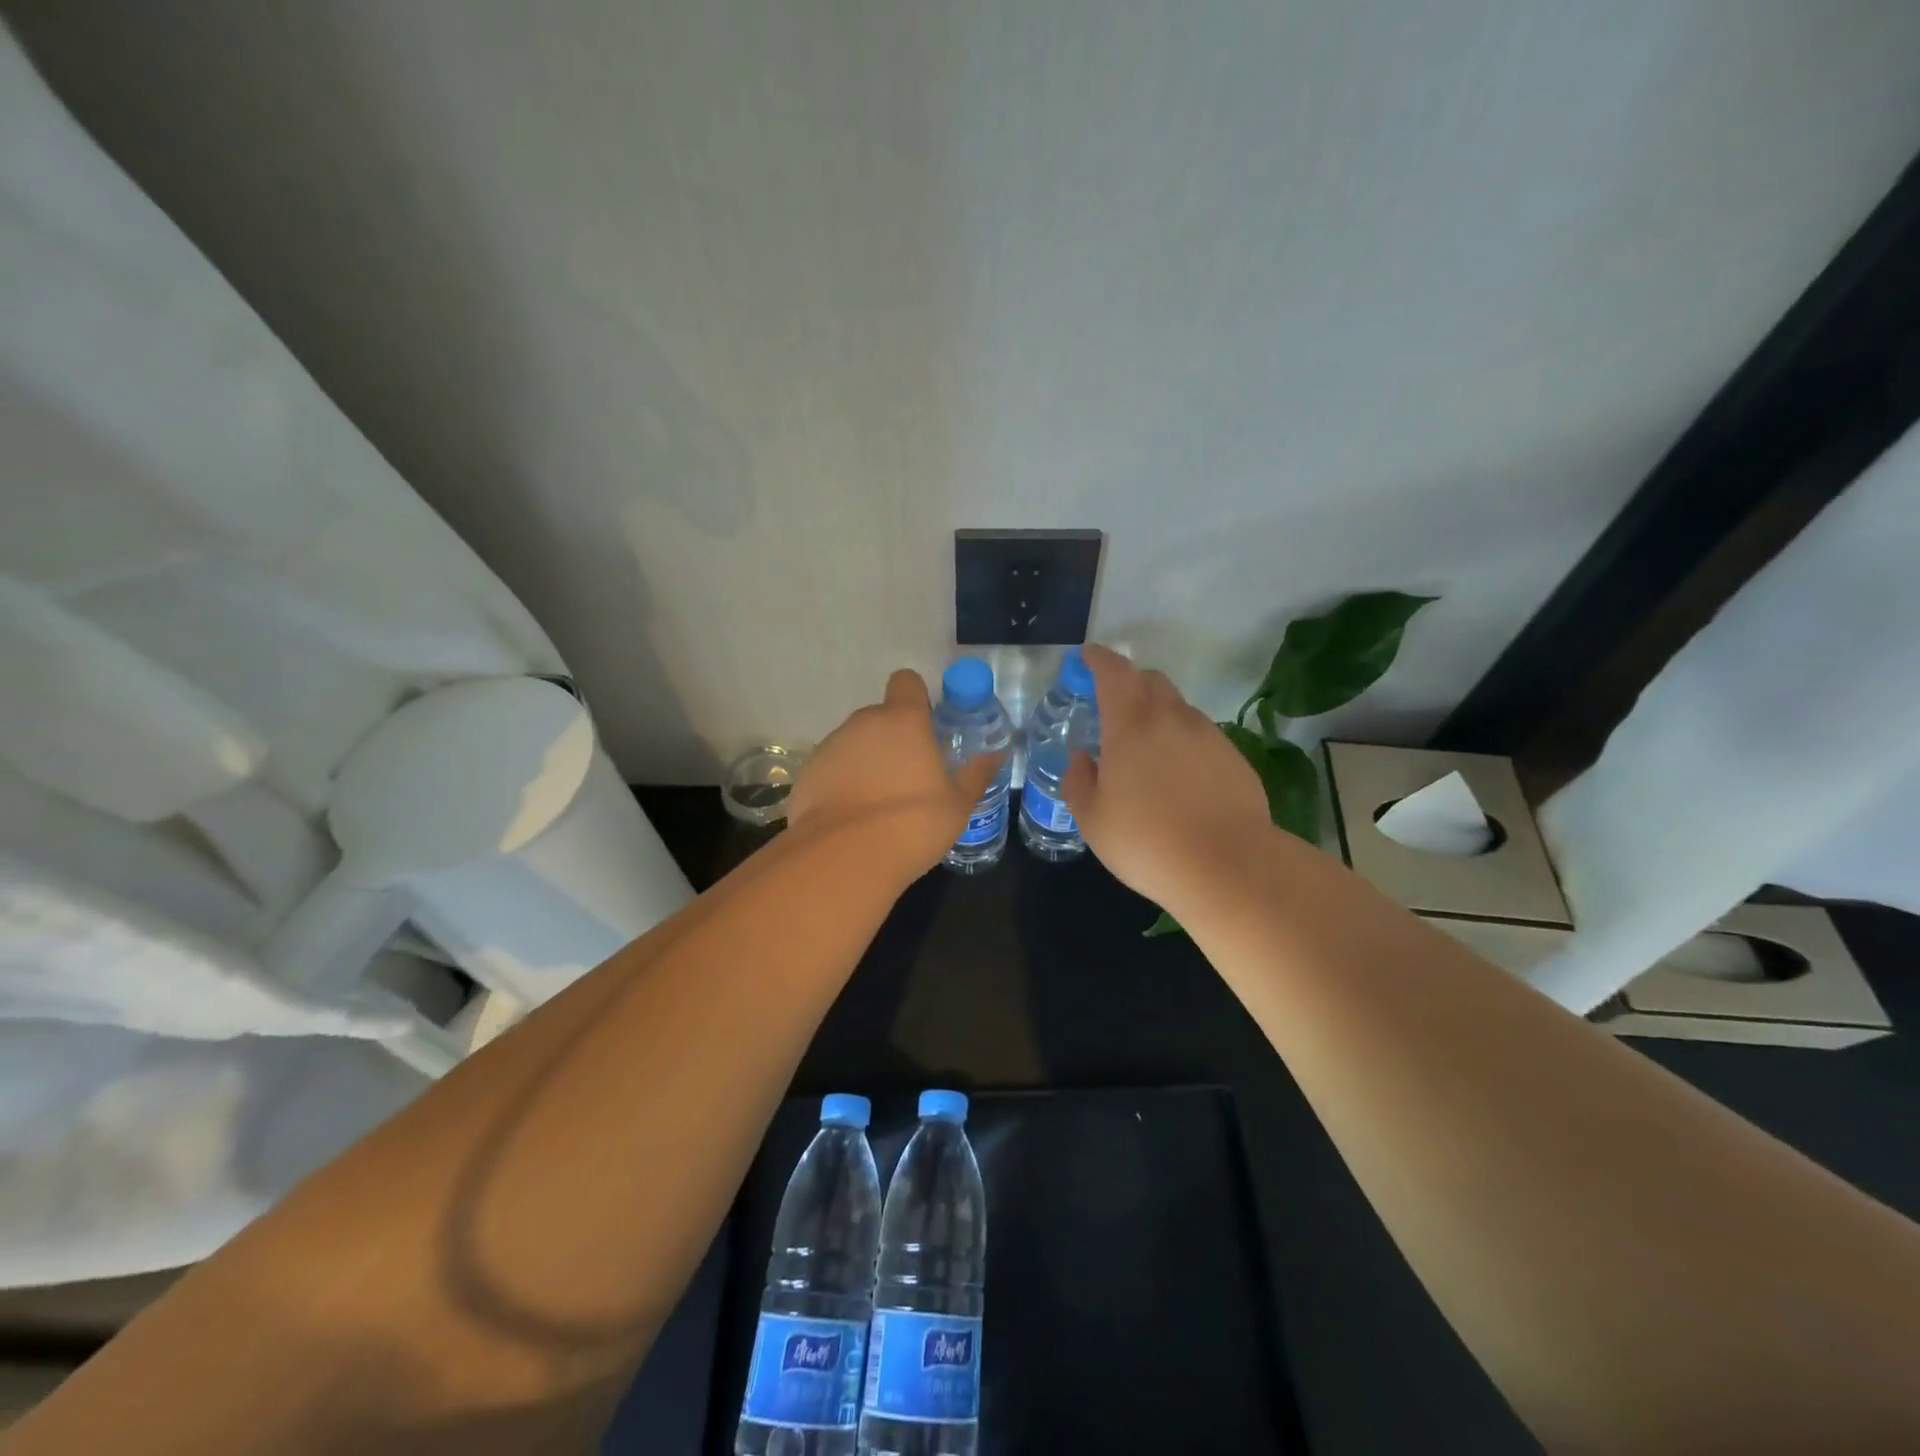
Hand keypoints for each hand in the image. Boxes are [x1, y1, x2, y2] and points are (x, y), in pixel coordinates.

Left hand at [789, 669, 1000, 874]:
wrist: (846, 857)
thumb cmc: (914, 823)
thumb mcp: (958, 804)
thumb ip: (975, 775)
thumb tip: (995, 756)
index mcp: (903, 721)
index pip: (906, 682)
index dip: (916, 698)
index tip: (926, 725)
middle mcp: (863, 723)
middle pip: (880, 717)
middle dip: (893, 739)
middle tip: (909, 776)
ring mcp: (830, 747)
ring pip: (854, 744)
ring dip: (866, 761)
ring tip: (878, 803)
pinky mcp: (807, 774)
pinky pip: (831, 769)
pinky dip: (841, 784)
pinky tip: (852, 817)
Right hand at [1063, 645, 1271, 911]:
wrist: (1228, 866)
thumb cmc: (1147, 841)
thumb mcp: (1092, 819)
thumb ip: (1079, 781)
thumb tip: (1082, 759)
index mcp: (1131, 724)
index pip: (1114, 672)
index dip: (1098, 659)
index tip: (1087, 657)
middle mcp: (1172, 718)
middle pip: (1151, 681)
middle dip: (1129, 683)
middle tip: (1113, 707)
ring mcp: (1209, 736)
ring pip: (1178, 709)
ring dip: (1158, 716)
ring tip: (1146, 753)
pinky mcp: (1234, 759)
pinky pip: (1201, 737)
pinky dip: (1183, 743)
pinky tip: (1179, 780)